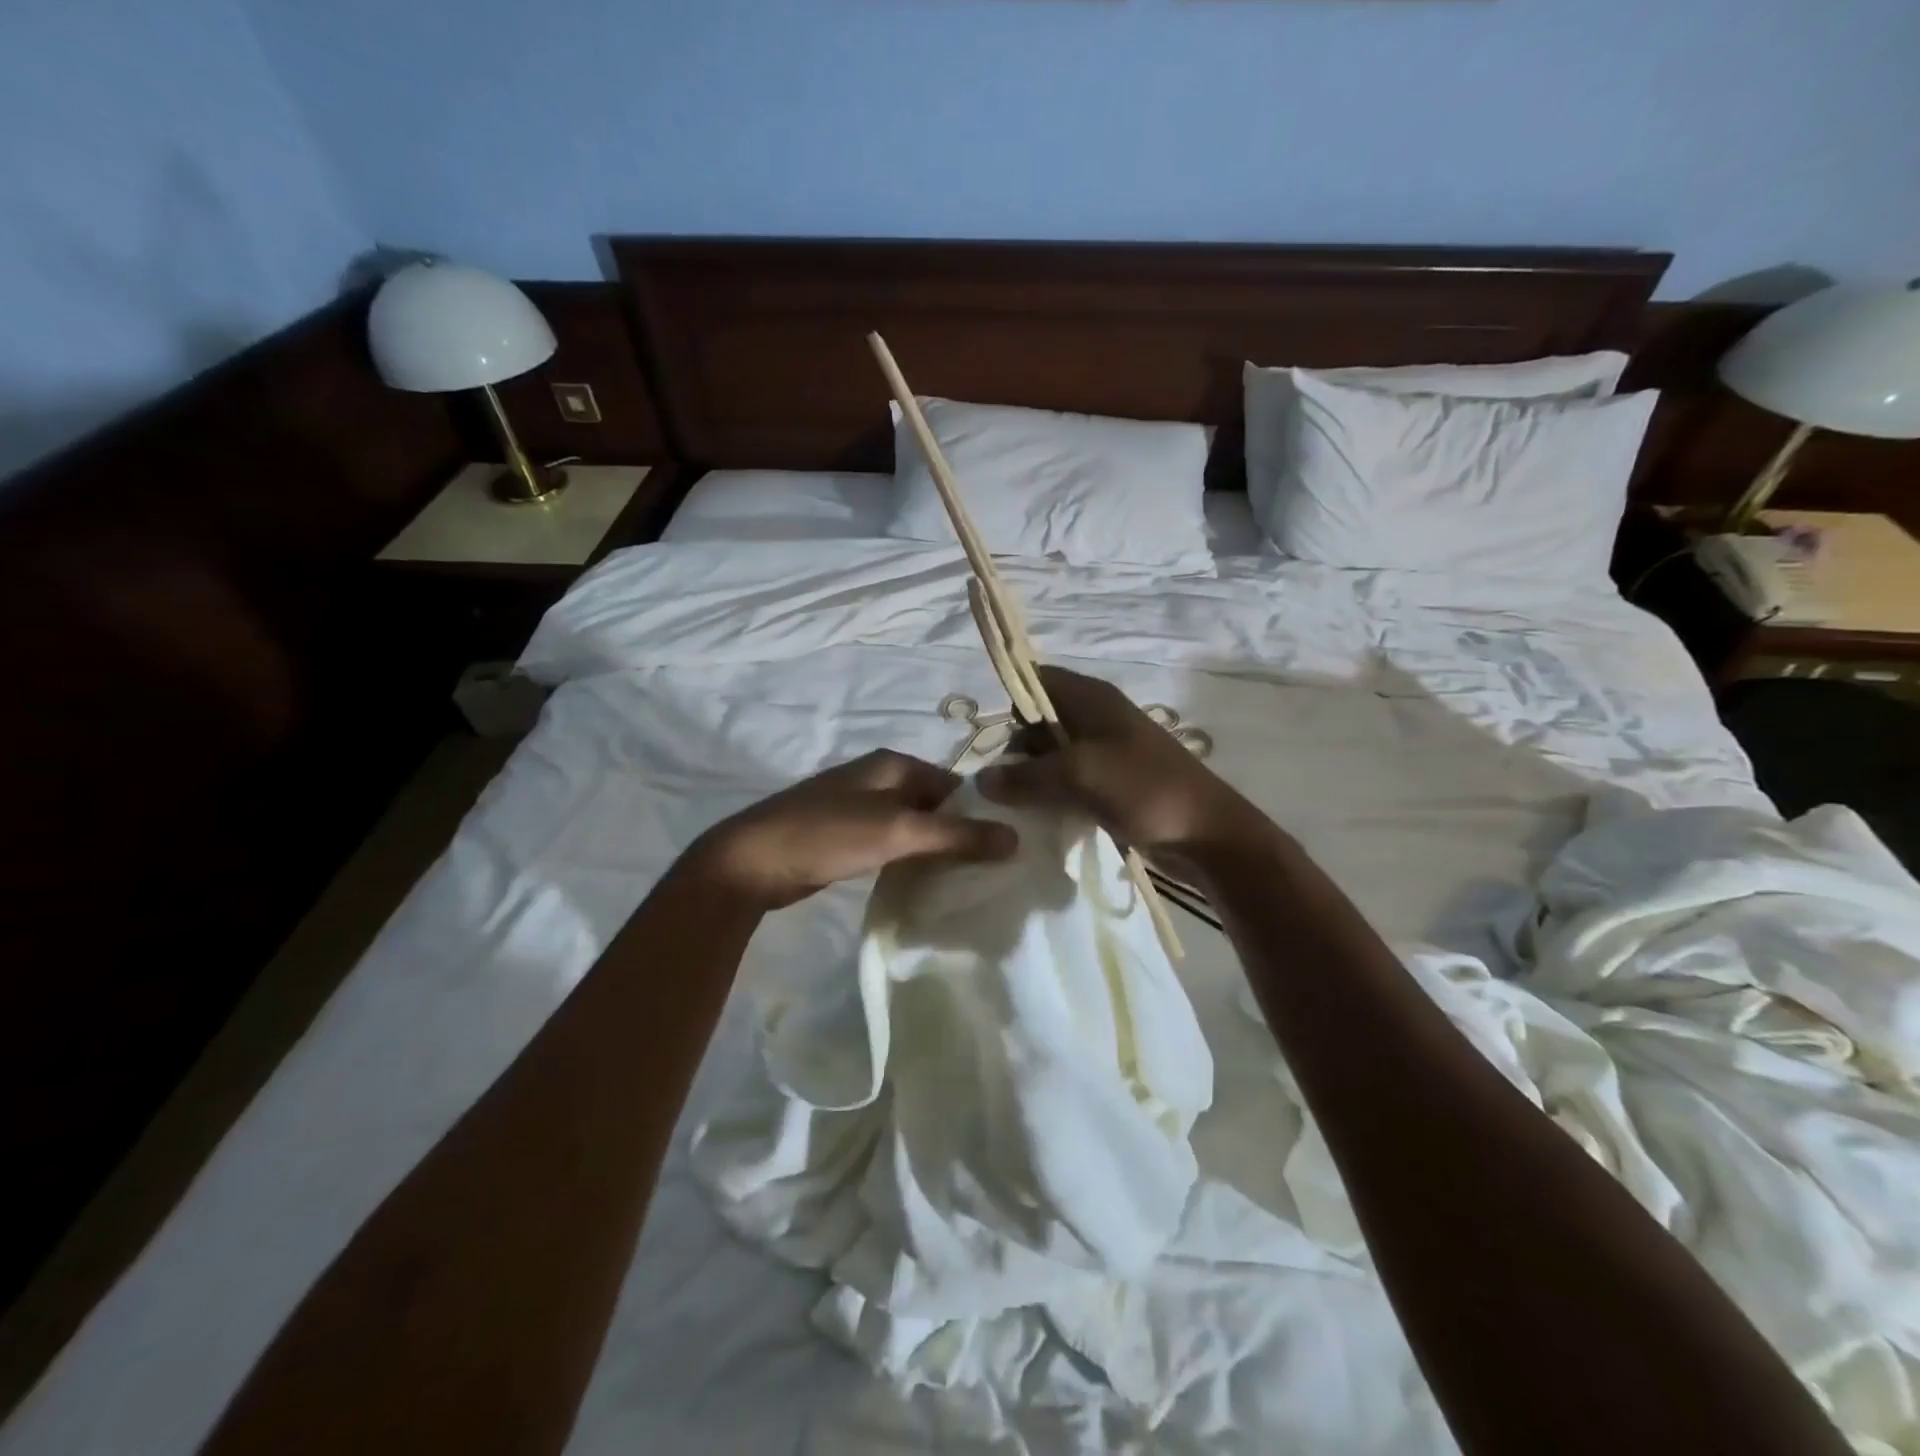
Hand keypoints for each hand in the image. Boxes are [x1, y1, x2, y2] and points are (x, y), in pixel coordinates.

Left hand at [685, 750, 1018, 910]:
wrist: (753, 861)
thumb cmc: (829, 834)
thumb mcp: (899, 832)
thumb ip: (957, 836)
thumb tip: (1016, 838)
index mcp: (894, 763)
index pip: (955, 785)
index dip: (979, 814)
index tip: (1004, 850)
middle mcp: (879, 778)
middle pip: (934, 805)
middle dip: (958, 834)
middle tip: (989, 871)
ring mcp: (860, 807)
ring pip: (912, 826)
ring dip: (933, 850)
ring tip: (963, 882)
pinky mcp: (846, 836)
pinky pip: (891, 844)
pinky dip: (908, 859)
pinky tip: (922, 884)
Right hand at [977, 667, 1269, 860]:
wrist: (1207, 835)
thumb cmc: (1145, 789)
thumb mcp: (1079, 775)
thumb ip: (1027, 775)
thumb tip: (983, 780)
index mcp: (1092, 698)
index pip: (1036, 679)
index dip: (1010, 700)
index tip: (988, 738)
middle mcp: (1096, 717)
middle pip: (1040, 720)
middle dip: (1016, 747)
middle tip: (1000, 783)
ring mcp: (1106, 751)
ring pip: (1052, 754)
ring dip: (1033, 776)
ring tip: (1013, 805)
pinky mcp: (1111, 783)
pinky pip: (1069, 781)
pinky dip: (1053, 794)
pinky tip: (1040, 817)